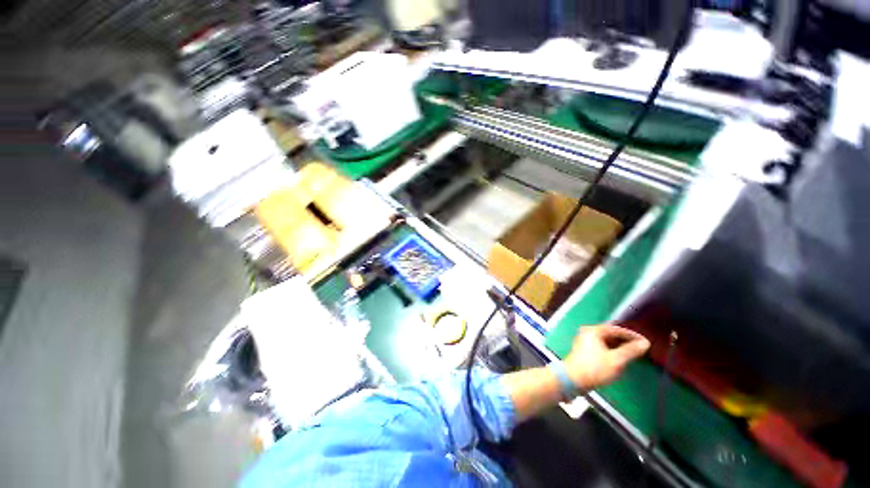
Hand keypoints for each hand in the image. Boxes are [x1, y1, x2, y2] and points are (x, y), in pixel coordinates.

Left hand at [564, 325, 649, 389]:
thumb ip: (631, 351)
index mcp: (593, 330)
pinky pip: (601, 346)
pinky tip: (620, 358)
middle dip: (626, 341)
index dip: (632, 335)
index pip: (617, 329)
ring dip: (619, 346)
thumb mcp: (616, 360)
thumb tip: (644, 343)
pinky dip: (612, 350)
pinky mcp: (584, 350)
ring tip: (633, 353)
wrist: (572, 379)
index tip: (645, 342)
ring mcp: (584, 340)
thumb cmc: (595, 368)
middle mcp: (587, 332)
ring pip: (606, 340)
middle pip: (611, 334)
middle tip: (640, 348)